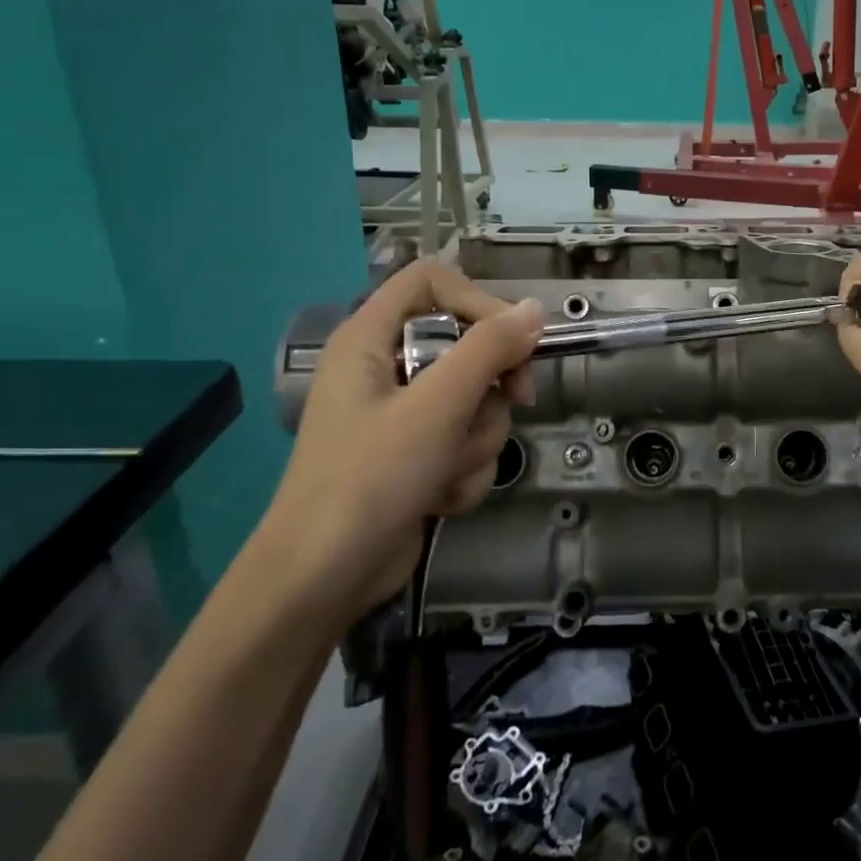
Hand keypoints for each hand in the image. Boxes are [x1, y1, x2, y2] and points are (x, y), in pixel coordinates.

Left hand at [262, 260, 544, 625]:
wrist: (324, 580)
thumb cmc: (371, 478)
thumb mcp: (437, 406)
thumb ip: (489, 349)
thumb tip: (537, 309)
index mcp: (370, 338)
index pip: (434, 281)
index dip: (479, 300)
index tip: (515, 340)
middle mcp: (386, 367)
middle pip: (468, 344)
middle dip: (491, 388)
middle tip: (512, 403)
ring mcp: (403, 415)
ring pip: (476, 401)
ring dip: (477, 440)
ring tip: (446, 471)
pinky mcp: (417, 454)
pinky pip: (465, 441)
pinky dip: (463, 469)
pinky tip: (440, 497)